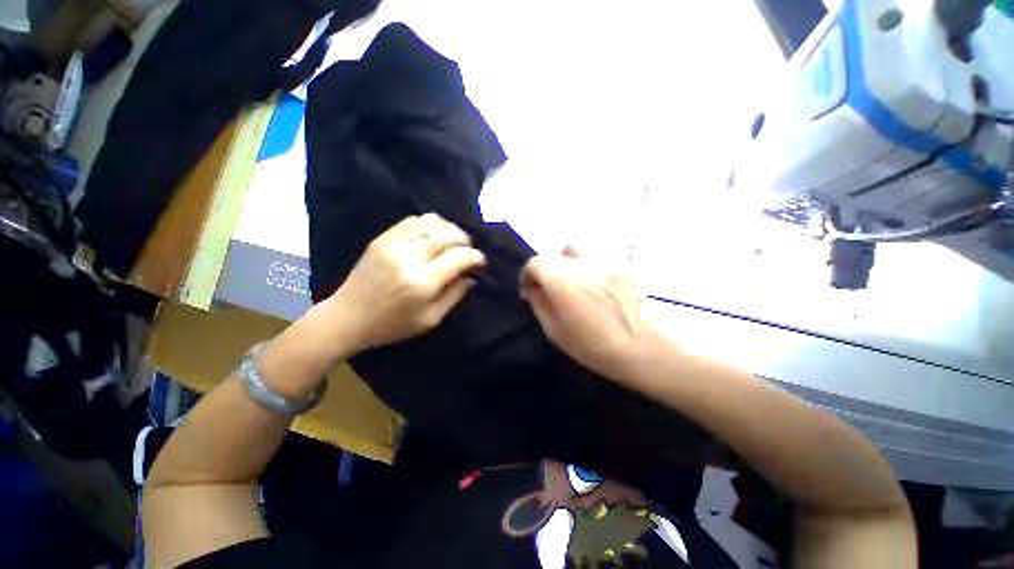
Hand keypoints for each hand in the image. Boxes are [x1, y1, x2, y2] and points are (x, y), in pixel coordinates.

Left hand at [327, 214, 485, 351]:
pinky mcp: (382, 238)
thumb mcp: (430, 319)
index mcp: (422, 282)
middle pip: (448, 235)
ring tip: (453, 242)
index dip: (476, 257)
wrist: (348, 317)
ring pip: (432, 223)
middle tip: (468, 251)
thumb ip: (455, 295)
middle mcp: (409, 258)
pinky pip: (413, 221)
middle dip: (465, 241)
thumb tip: (471, 277)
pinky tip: (433, 236)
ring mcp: (393, 244)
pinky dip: (430, 224)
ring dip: (449, 230)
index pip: (459, 257)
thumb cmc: (392, 325)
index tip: (480, 262)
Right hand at [520, 246, 656, 381]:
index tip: (530, 289)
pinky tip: (595, 286)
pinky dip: (588, 266)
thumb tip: (530, 289)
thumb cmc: (590, 346)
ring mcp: (604, 263)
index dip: (528, 275)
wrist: (637, 348)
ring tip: (573, 281)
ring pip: (576, 249)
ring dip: (567, 262)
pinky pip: (596, 257)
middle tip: (551, 289)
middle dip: (546, 270)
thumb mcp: (554, 330)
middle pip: (554, 255)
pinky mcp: (621, 266)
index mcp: (562, 282)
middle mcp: (582, 265)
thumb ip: (538, 303)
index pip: (535, 263)